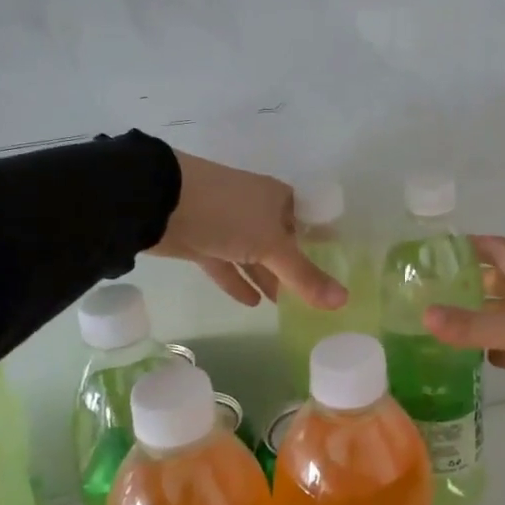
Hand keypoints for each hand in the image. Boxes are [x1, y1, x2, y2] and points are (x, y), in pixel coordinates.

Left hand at [149, 152, 346, 310]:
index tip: (337, 268)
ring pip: (254, 255)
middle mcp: (255, 208)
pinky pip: (227, 265)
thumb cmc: (227, 213)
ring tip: (286, 306)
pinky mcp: (202, 241)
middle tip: (313, 297)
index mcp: (278, 198)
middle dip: (294, 267)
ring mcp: (227, 224)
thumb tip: (344, 301)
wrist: (160, 202)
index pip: (308, 221)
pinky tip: (253, 303)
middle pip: (281, 242)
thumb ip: (304, 276)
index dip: (322, 243)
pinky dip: (238, 281)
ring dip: (267, 277)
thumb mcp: (271, 245)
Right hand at [423, 236, 504, 441]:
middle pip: (501, 281)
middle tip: (430, 292)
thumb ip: (472, 325)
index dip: (470, 244)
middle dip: (469, 283)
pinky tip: (477, 359)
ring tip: (443, 324)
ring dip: (481, 317)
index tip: (436, 251)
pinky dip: (498, 349)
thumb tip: (425, 314)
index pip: (498, 249)